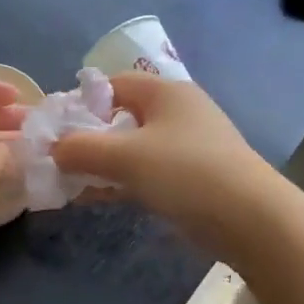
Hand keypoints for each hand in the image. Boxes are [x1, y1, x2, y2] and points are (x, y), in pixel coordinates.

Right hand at [49, 74, 279, 259]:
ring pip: (132, 148)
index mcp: (165, 92)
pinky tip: (95, 197)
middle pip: (121, 117)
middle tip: (59, 159)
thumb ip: (81, 149)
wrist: (250, 219)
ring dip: (101, 163)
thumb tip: (53, 149)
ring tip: (70, 183)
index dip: (81, 102)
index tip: (56, 130)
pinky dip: (120, 181)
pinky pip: (145, 172)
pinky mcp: (191, 177)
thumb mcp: (125, 157)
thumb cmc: (185, 173)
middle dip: (88, 137)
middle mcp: (177, 112)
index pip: (112, 84)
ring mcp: (186, 146)